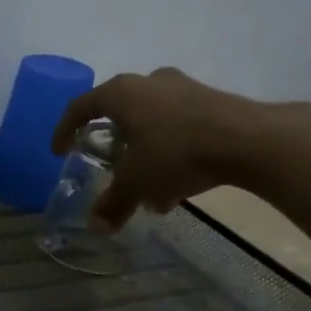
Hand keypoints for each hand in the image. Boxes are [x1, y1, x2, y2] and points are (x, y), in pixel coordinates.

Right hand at [51, 68, 310, 228]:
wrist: (249, 140)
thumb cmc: (175, 153)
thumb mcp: (136, 182)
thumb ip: (113, 203)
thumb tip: (96, 227)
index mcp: (120, 93)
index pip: (80, 107)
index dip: (65, 130)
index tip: (60, 151)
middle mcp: (149, 82)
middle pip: (120, 111)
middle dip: (113, 143)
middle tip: (110, 166)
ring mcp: (184, 88)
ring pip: (153, 120)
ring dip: (146, 152)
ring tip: (150, 188)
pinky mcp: (214, 101)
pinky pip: (181, 126)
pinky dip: (172, 151)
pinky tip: (180, 184)